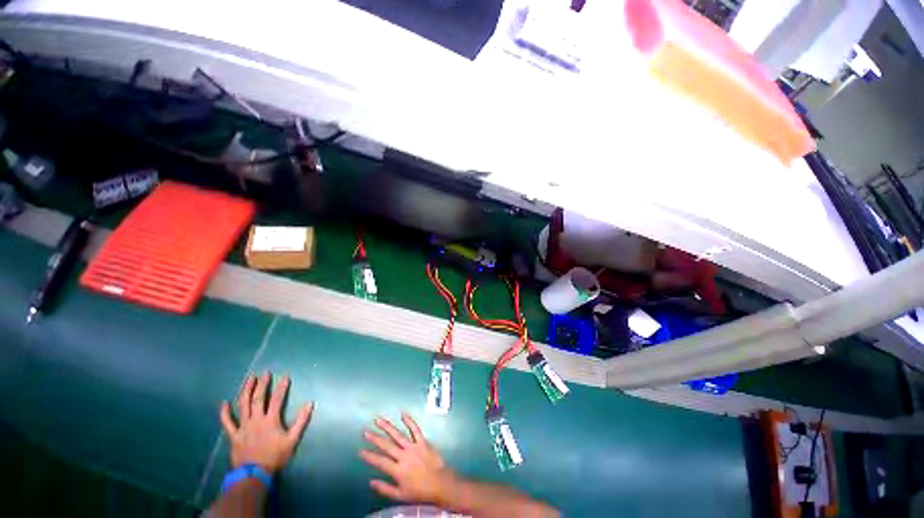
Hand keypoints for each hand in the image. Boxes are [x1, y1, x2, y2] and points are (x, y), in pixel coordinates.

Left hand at [220, 372, 313, 473]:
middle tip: (265, 373)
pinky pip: (227, 423)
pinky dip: (224, 413)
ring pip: (242, 406)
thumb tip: (309, 403)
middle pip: (258, 399)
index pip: (276, 399)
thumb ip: (301, 421)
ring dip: (245, 391)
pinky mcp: (234, 435)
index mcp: (270, 420)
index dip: (281, 387)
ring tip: (249, 379)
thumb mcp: (292, 439)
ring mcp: (243, 427)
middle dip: (262, 384)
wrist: (254, 474)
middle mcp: (255, 420)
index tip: (285, 375)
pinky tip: (224, 403)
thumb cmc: (275, 456)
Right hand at [360, 413, 453, 503]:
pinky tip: (403, 413)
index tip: (360, 451)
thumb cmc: (420, 491)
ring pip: (398, 435)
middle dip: (375, 439)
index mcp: (398, 471)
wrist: (440, 483)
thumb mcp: (401, 496)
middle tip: (365, 432)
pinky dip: (409, 421)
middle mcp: (404, 456)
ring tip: (378, 420)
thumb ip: (385, 489)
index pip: (380, 462)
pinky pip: (415, 429)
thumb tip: (371, 482)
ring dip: (387, 427)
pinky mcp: (422, 441)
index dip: (370, 456)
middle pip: (387, 446)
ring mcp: (414, 447)